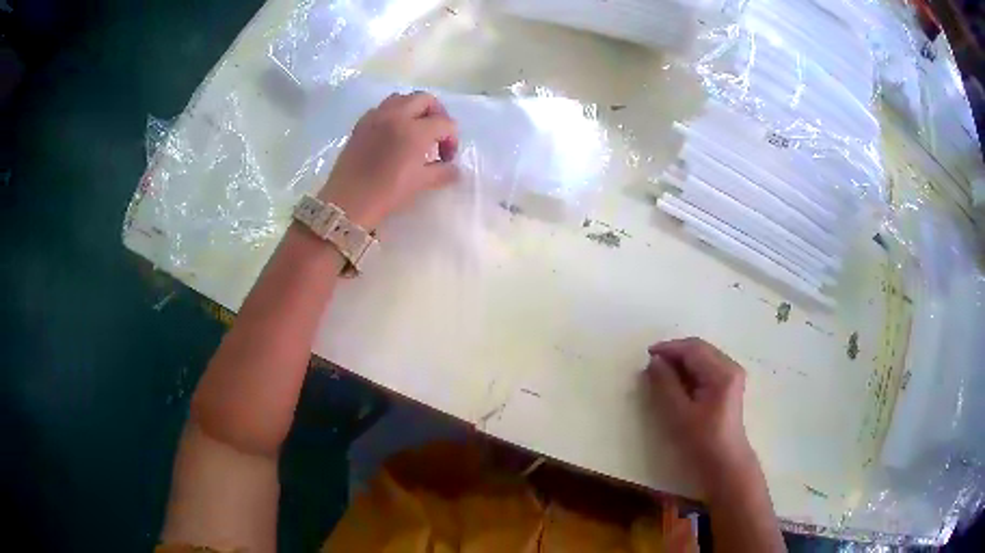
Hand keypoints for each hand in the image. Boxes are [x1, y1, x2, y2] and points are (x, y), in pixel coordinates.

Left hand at [317, 91, 459, 228]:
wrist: (347, 202)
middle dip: (437, 114)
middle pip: (425, 99)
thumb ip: (442, 172)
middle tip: (436, 135)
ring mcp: (377, 116)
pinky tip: (392, 134)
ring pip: (403, 98)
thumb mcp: (420, 183)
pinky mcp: (361, 123)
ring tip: (415, 130)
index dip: (452, 140)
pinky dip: (394, 114)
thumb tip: (454, 169)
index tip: (447, 158)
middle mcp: (397, 115)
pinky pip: (383, 108)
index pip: (445, 124)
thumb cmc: (387, 194)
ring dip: (414, 109)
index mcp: (416, 130)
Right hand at [646, 337, 757, 485]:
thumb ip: (665, 384)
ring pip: (702, 357)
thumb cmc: (702, 441)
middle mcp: (730, 367)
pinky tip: (677, 383)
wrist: (725, 463)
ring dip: (681, 362)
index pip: (693, 349)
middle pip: (699, 349)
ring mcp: (731, 375)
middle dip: (675, 353)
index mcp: (722, 372)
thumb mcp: (679, 414)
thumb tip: (654, 361)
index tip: (647, 356)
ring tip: (661, 375)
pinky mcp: (728, 385)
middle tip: (652, 366)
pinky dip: (690, 370)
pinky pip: (706, 368)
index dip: (669, 348)